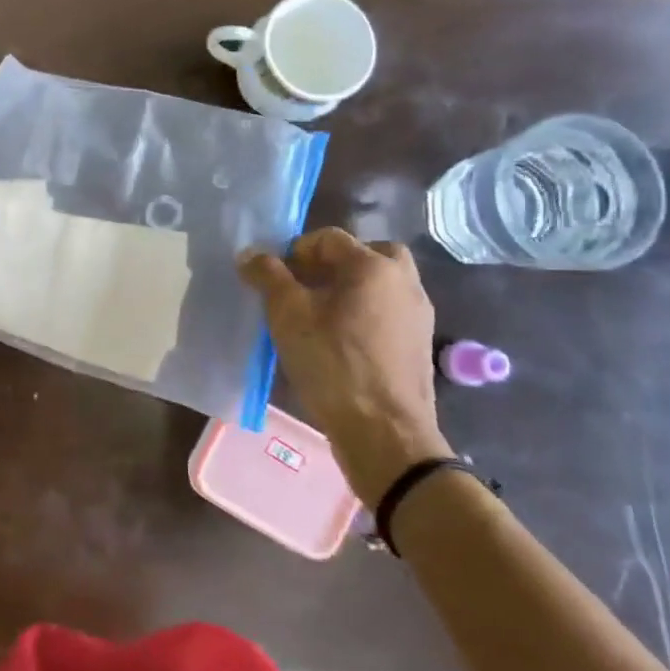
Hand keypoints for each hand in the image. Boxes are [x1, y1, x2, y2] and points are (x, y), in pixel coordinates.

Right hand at [239, 228, 451, 503]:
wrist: (384, 431)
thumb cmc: (333, 364)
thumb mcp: (287, 315)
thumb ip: (268, 277)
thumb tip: (250, 254)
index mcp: (373, 266)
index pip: (328, 238)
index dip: (294, 251)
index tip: (274, 279)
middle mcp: (403, 281)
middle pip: (364, 255)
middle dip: (330, 265)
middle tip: (303, 288)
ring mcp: (417, 313)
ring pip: (378, 284)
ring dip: (349, 289)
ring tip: (317, 316)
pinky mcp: (419, 343)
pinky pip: (387, 311)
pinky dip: (364, 313)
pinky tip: (340, 340)